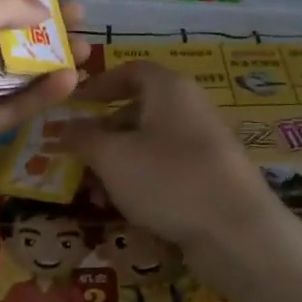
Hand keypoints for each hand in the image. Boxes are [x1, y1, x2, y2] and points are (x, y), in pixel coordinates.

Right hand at [63, 59, 283, 260]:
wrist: (237, 231)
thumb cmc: (169, 179)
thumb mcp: (113, 157)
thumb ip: (83, 138)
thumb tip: (63, 127)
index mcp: (170, 89)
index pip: (130, 71)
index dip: (99, 84)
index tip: (75, 104)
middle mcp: (190, 107)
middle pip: (139, 109)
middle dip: (104, 133)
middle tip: (77, 156)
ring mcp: (204, 143)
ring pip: (151, 144)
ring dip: (119, 164)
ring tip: (95, 193)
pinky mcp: (211, 177)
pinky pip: (168, 169)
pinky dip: (144, 182)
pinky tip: (126, 210)